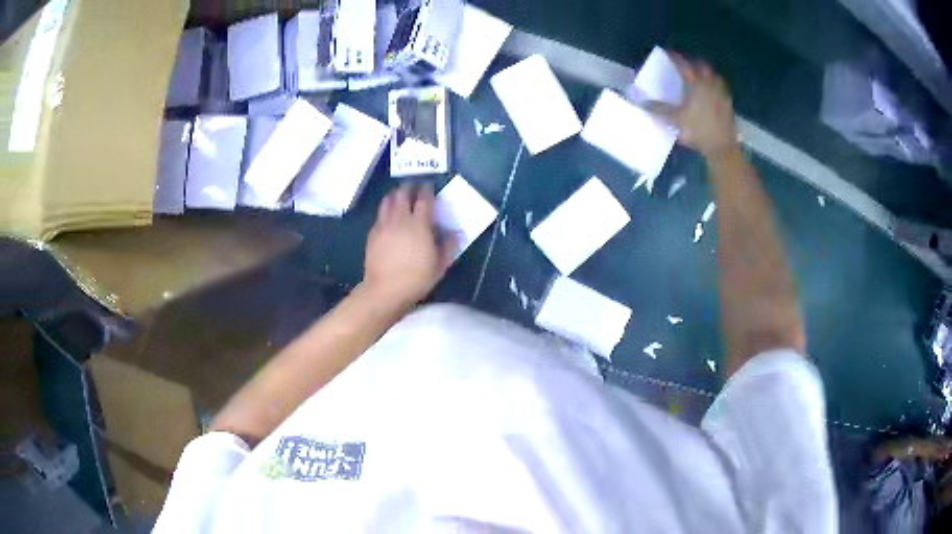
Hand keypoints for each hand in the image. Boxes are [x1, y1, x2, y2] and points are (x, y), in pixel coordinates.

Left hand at [361, 185, 452, 309]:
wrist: (385, 290)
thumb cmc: (417, 278)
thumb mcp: (440, 265)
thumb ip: (448, 245)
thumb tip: (454, 232)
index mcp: (419, 224)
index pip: (423, 199)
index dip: (426, 190)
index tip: (429, 186)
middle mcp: (400, 219)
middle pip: (403, 195)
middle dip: (409, 188)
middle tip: (413, 186)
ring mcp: (384, 225)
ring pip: (388, 201)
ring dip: (394, 195)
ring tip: (398, 195)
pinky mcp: (373, 234)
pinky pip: (379, 215)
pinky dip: (385, 210)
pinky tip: (388, 215)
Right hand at [646, 54, 737, 158]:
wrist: (723, 148)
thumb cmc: (698, 131)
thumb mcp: (675, 120)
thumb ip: (658, 109)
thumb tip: (640, 101)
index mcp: (696, 84)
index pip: (683, 64)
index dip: (674, 57)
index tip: (667, 53)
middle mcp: (710, 84)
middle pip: (702, 66)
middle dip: (693, 63)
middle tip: (685, 65)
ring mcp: (721, 94)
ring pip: (714, 76)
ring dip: (705, 74)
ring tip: (698, 78)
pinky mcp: (728, 105)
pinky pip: (720, 89)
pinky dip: (714, 86)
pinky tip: (710, 93)